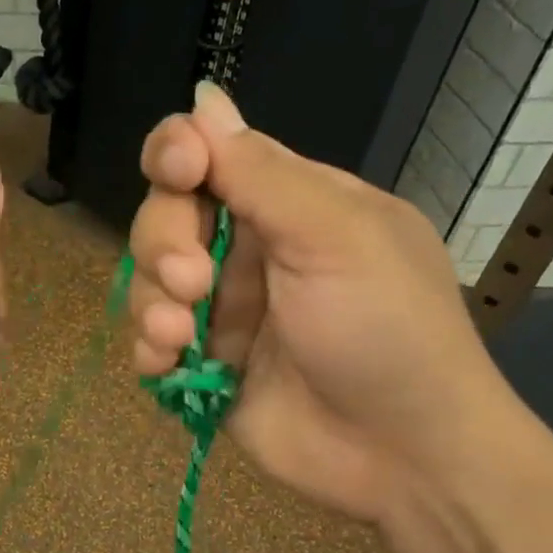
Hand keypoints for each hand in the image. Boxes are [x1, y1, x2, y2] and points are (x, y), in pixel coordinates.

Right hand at [127, 82, 514, 521]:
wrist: (403, 456)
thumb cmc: (386, 331)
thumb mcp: (334, 237)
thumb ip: (261, 173)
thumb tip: (205, 96)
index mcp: (289, 204)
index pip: (210, 155)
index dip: (177, 155)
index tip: (179, 174)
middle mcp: (249, 250)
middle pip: (166, 216)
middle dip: (164, 244)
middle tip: (193, 284)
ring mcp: (224, 310)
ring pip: (148, 280)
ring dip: (151, 304)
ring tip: (180, 340)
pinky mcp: (205, 366)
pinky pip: (151, 341)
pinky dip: (149, 351)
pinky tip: (167, 367)